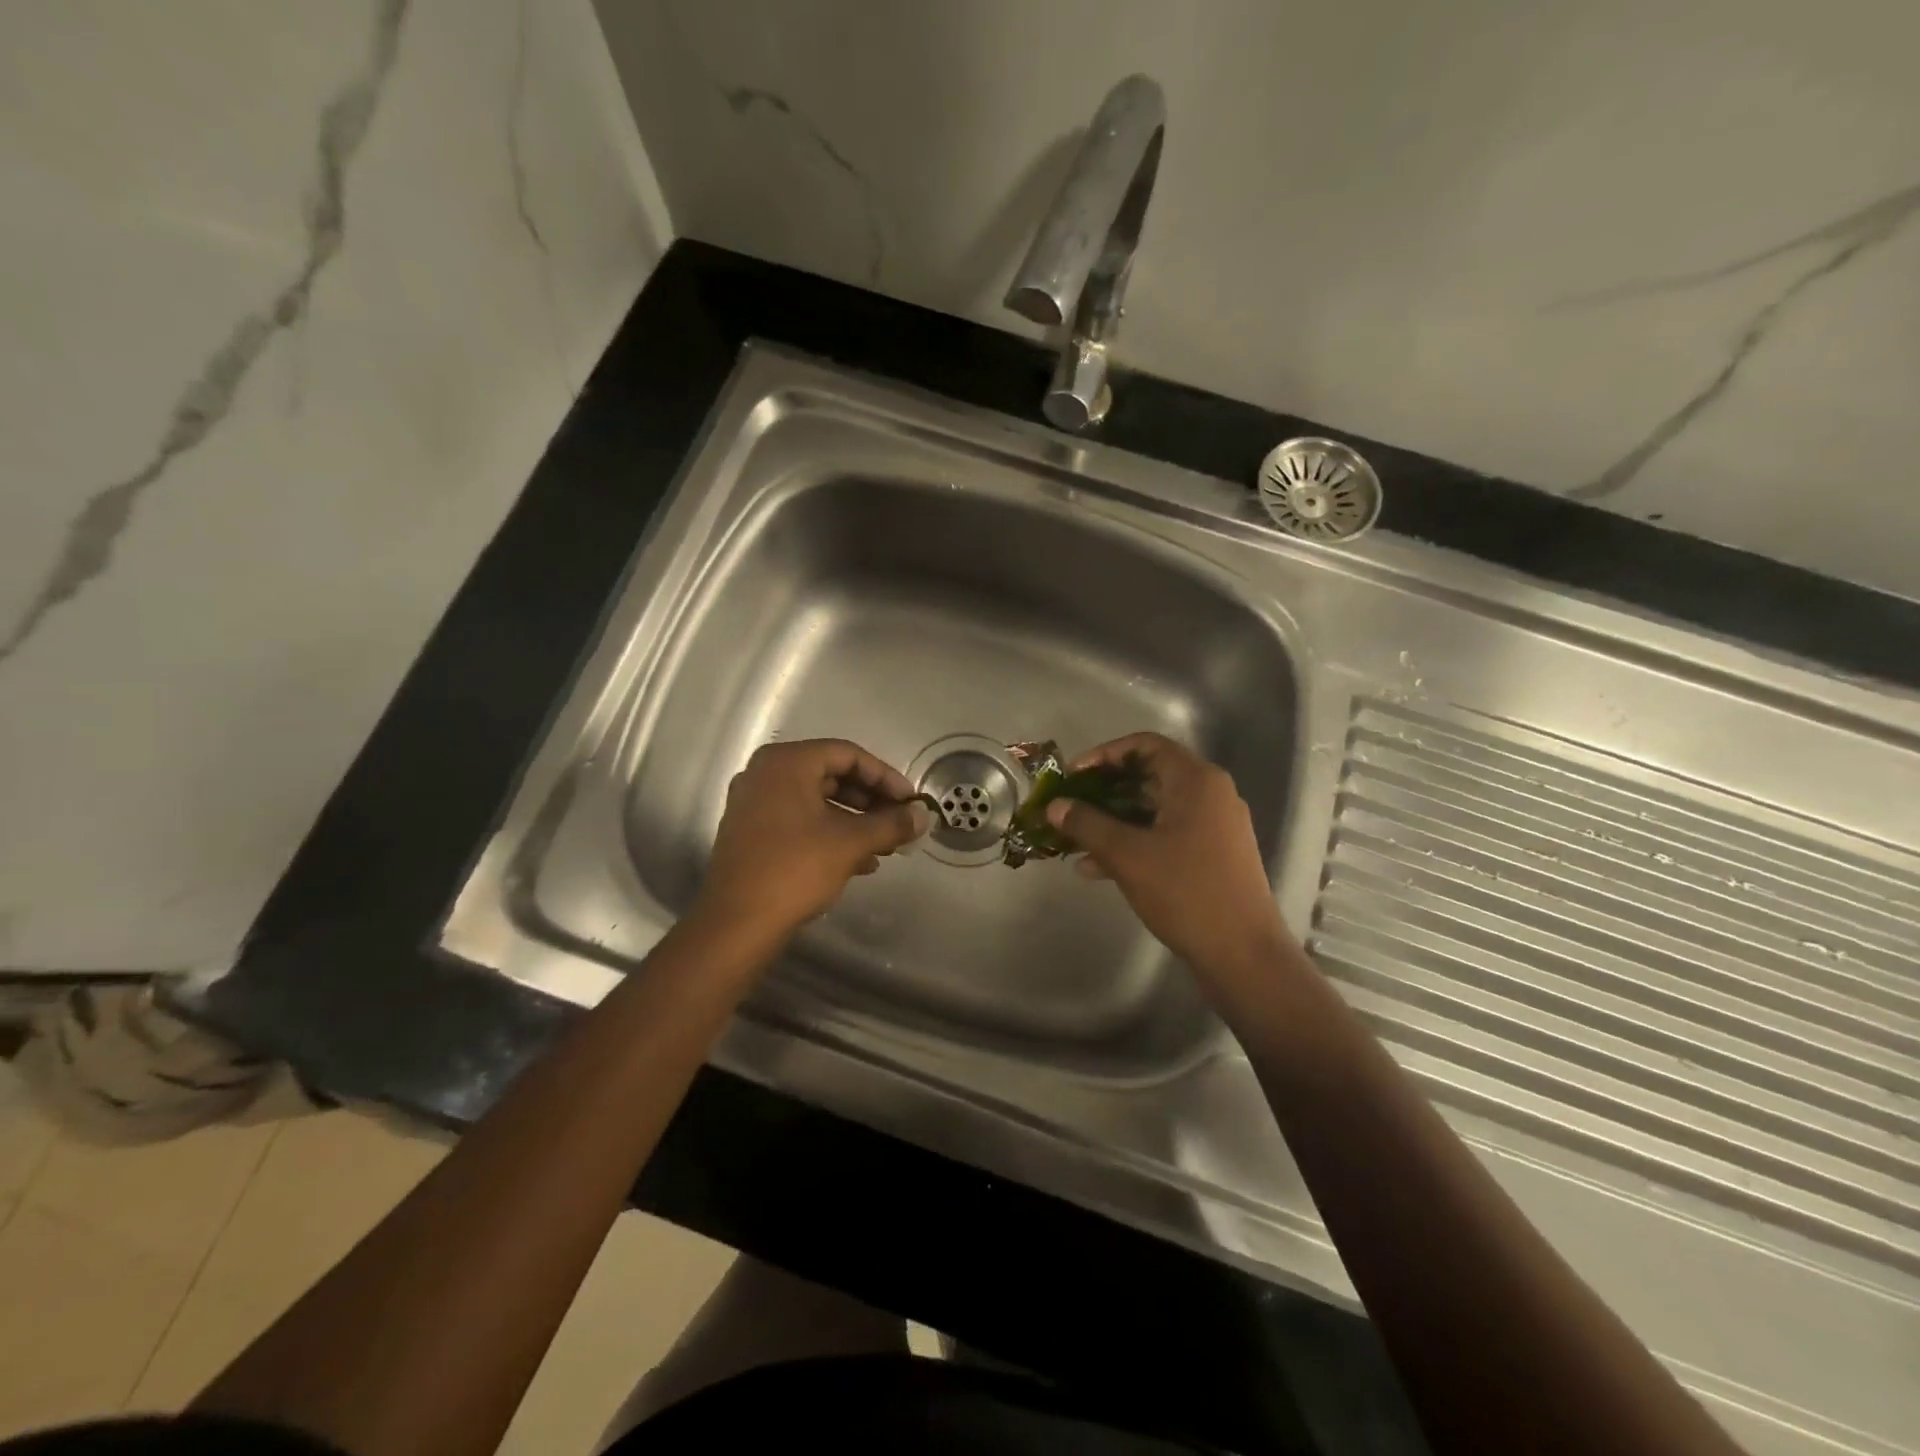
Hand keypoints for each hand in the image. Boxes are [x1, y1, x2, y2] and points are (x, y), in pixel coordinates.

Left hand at [691, 739, 929, 941]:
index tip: (910, 801)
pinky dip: (831, 834)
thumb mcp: (851, 842)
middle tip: (900, 821)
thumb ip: (891, 824)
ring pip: (817, 801)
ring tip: (886, 845)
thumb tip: (923, 816)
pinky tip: (861, 862)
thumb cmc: (795, 869)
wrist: (737, 924)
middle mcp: (765, 774)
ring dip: (855, 820)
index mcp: (786, 763)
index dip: (885, 776)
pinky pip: (800, 821)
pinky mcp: (751, 833)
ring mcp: (754, 804)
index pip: (848, 754)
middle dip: (871, 801)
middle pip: (831, 776)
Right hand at [1046, 733, 1287, 987]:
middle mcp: (1209, 794)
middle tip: (1069, 807)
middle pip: (1148, 776)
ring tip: (1073, 842)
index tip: (1072, 776)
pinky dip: (1133, 843)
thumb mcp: (1127, 855)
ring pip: (1153, 809)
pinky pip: (1165, 834)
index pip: (1144, 745)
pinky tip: (1097, 868)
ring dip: (1113, 821)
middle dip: (1103, 791)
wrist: (1243, 954)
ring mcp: (1214, 826)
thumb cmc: (1185, 892)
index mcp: (1195, 780)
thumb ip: (1086, 824)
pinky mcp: (1212, 854)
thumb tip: (1054, 806)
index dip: (1104, 755)